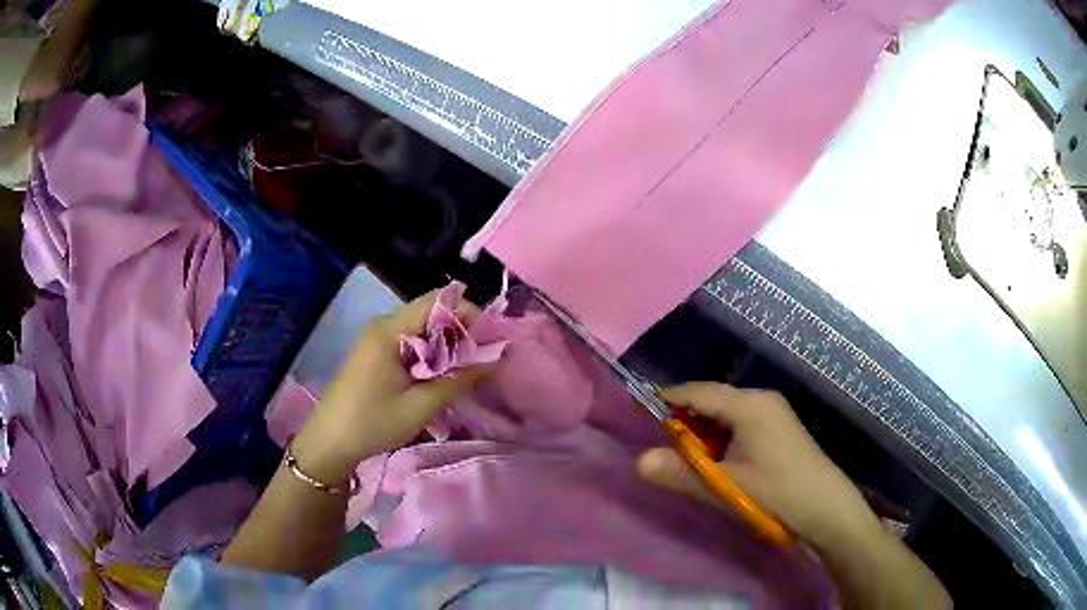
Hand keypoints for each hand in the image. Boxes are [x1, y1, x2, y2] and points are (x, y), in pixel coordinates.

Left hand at [291, 290, 489, 485]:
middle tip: (483, 361)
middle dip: (461, 332)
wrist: (329, 443)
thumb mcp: (421, 405)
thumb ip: (459, 378)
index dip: (469, 314)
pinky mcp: (375, 353)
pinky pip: (410, 342)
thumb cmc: (373, 423)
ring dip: (447, 346)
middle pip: (431, 313)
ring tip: (466, 372)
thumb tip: (496, 357)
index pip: (439, 301)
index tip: (490, 341)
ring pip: (422, 329)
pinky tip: (439, 378)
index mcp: (390, 330)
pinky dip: (430, 355)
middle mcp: (383, 325)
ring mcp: (377, 338)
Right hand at [637, 383, 880, 549]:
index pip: (697, 392)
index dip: (667, 399)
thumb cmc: (777, 493)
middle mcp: (761, 399)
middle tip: (659, 444)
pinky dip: (721, 437)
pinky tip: (715, 460)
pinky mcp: (778, 428)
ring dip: (703, 432)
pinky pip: (740, 423)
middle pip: (712, 400)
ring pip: (725, 413)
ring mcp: (773, 412)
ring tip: (683, 456)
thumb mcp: (726, 486)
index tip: (638, 408)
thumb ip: (681, 473)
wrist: (827, 508)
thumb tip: (639, 461)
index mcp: (749, 404)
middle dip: (685, 420)